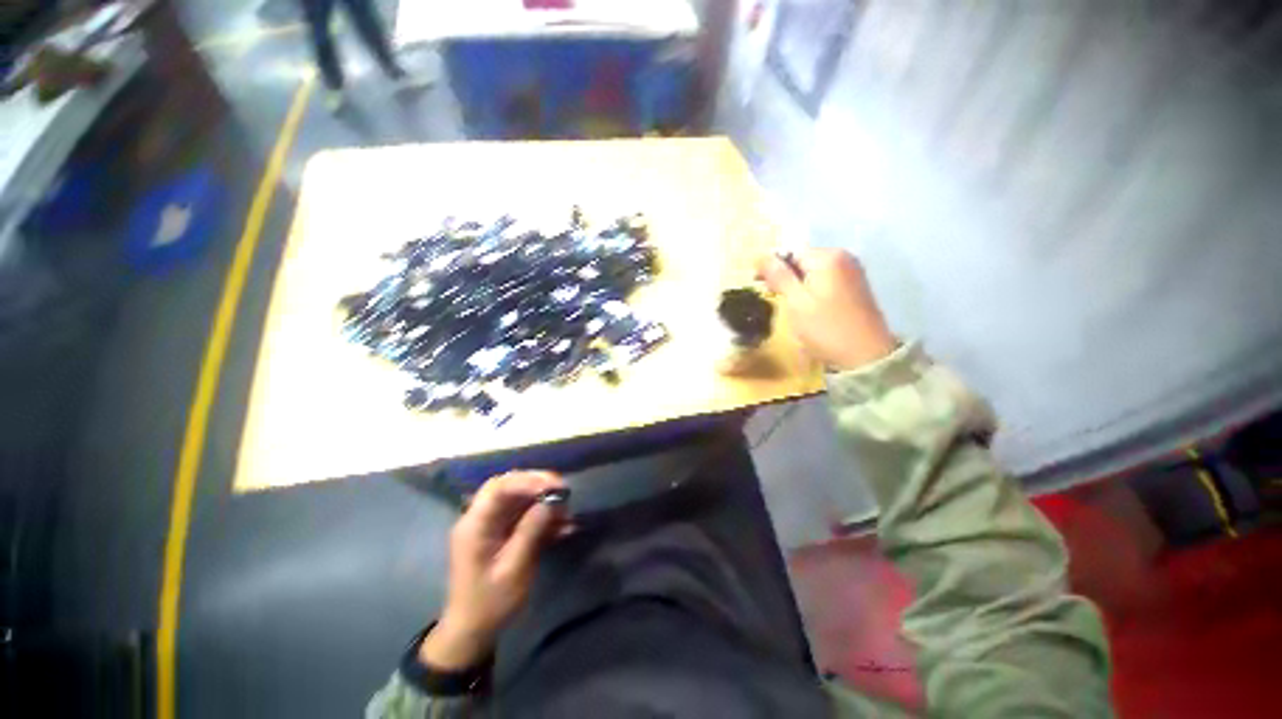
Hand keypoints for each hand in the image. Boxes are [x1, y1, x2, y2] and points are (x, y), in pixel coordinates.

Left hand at [420, 471, 569, 670]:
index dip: (528, 480)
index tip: (555, 486)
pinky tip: (563, 525)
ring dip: (543, 499)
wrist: (473, 631)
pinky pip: (523, 513)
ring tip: (566, 510)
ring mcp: (491, 524)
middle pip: (508, 485)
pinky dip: (543, 515)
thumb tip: (551, 501)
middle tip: (562, 489)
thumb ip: (530, 532)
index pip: (499, 488)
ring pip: (518, 497)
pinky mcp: (502, 531)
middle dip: (537, 483)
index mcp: (475, 525)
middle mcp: (480, 518)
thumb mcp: (513, 570)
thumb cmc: (490, 603)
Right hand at [757, 249, 896, 370]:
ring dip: (796, 283)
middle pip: (803, 259)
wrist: (865, 356)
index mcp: (827, 257)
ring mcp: (852, 271)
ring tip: (787, 303)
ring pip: (813, 270)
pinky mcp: (855, 286)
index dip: (772, 266)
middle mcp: (843, 257)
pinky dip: (811, 288)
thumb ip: (779, 276)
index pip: (790, 252)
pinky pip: (825, 279)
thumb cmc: (825, 328)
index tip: (760, 285)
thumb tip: (760, 256)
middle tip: (772, 296)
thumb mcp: (796, 302)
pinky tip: (806, 305)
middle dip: (784, 275)